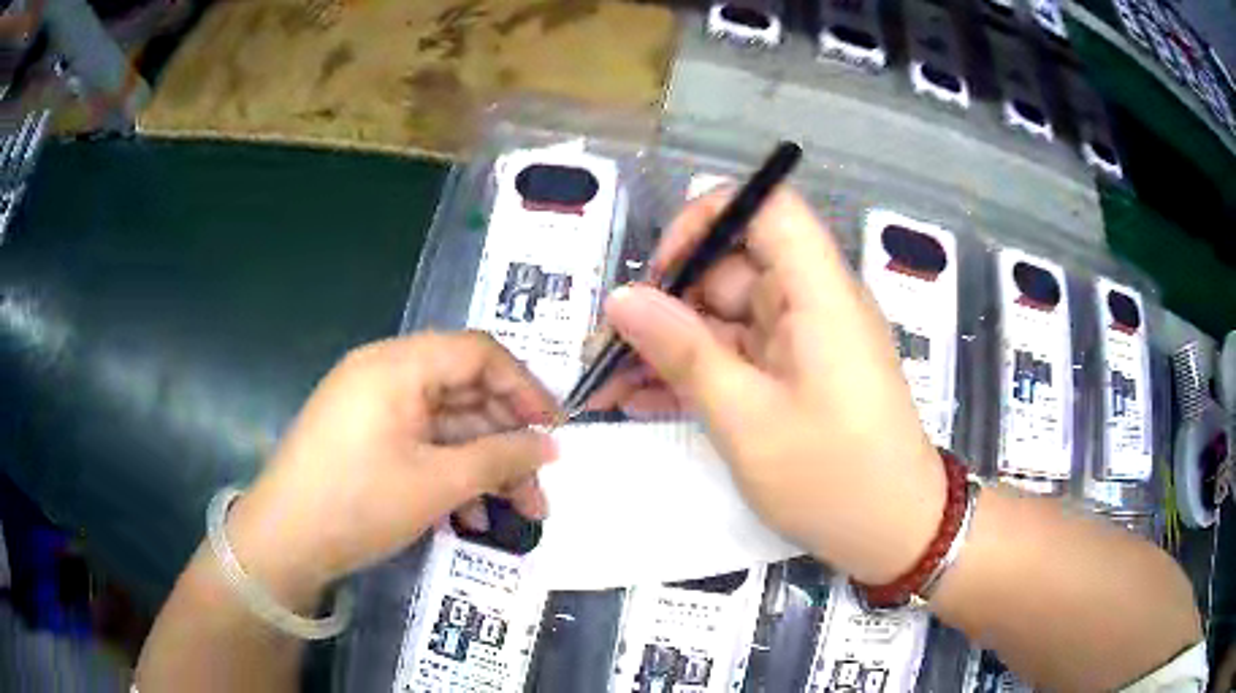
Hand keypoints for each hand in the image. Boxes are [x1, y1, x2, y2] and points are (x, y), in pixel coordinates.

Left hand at [224, 332, 559, 598]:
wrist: (282, 543)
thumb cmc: (358, 503)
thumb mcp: (437, 483)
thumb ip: (500, 457)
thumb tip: (550, 446)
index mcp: (398, 364)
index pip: (479, 353)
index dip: (525, 389)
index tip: (556, 431)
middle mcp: (385, 374)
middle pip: (464, 393)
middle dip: (507, 442)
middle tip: (539, 488)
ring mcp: (372, 407)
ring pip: (445, 426)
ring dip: (482, 466)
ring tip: (515, 513)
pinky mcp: (365, 438)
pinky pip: (419, 445)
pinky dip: (448, 474)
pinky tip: (468, 517)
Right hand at [594, 188, 945, 583]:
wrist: (892, 533)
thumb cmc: (832, 477)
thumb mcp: (747, 419)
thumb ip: (683, 352)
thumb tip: (622, 299)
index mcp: (817, 291)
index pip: (767, 206)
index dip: (709, 219)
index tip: (664, 271)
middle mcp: (810, 302)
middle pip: (731, 267)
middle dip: (666, 303)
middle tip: (608, 349)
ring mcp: (800, 341)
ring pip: (723, 318)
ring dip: (667, 347)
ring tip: (606, 384)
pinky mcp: (792, 375)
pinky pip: (735, 357)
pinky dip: (693, 373)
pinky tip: (639, 401)